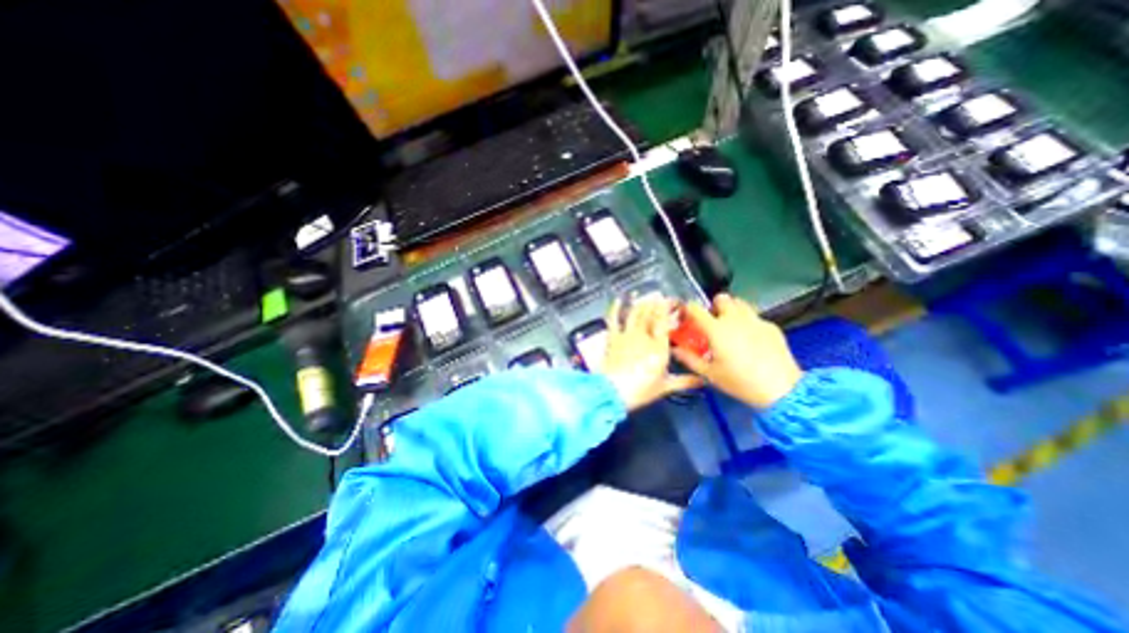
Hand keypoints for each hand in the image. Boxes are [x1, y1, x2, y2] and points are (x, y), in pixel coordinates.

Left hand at [595, 297, 701, 408]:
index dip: (667, 309)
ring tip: (645, 296)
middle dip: (655, 303)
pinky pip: (614, 319)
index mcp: (659, 346)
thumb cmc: (641, 389)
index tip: (671, 301)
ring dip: (640, 303)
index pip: (664, 321)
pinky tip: (618, 300)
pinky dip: (615, 308)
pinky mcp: (613, 338)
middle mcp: (644, 336)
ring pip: (635, 314)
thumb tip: (701, 380)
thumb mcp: (665, 387)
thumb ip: (684, 381)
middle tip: (660, 296)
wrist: (614, 391)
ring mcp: (627, 335)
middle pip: (650, 314)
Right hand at [668, 291, 802, 407]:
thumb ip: (689, 359)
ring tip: (732, 327)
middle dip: (714, 306)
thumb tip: (676, 350)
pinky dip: (749, 322)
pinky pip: (755, 317)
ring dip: (732, 310)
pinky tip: (752, 339)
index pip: (695, 308)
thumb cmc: (740, 382)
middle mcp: (735, 319)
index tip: (687, 316)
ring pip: (740, 303)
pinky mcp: (771, 326)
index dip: (687, 309)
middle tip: (713, 321)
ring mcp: (755, 320)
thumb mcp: (710, 374)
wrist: (782, 390)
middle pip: (721, 298)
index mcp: (716, 329)